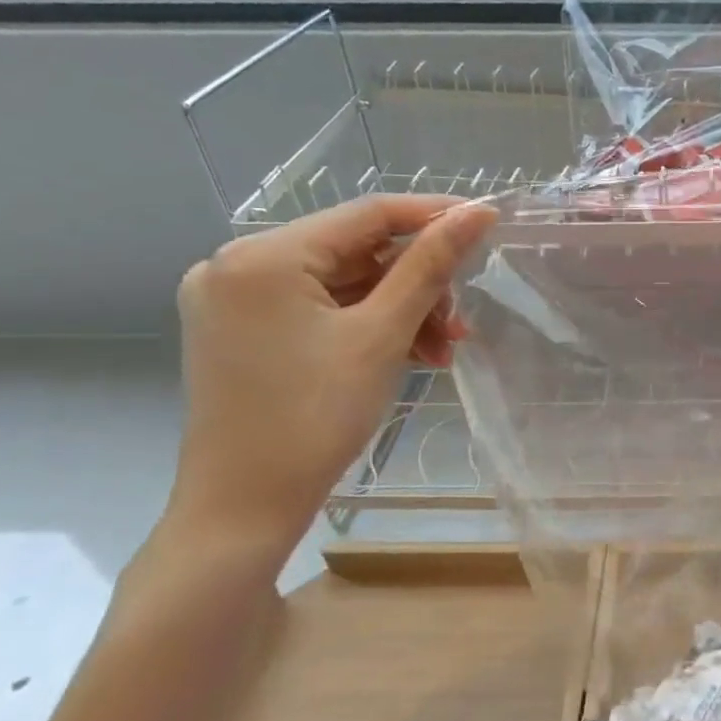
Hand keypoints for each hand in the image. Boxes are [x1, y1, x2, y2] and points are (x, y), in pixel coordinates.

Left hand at [167, 195, 497, 558]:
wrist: (244, 508)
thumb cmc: (315, 418)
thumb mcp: (382, 335)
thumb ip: (430, 266)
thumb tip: (478, 212)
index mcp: (263, 256)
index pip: (367, 214)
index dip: (433, 215)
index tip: (487, 224)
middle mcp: (237, 265)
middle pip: (354, 252)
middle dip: (416, 284)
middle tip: (459, 323)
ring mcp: (234, 300)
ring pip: (341, 284)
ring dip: (398, 310)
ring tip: (440, 351)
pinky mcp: (240, 331)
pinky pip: (319, 309)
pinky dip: (365, 326)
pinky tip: (406, 355)